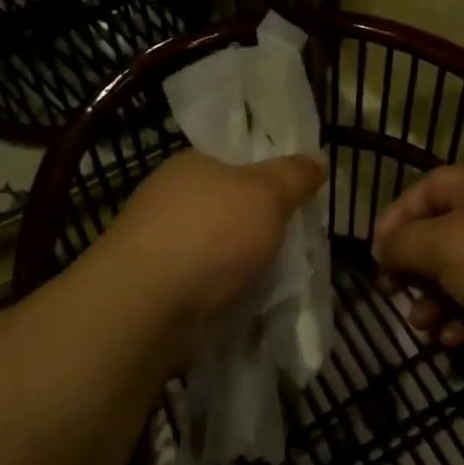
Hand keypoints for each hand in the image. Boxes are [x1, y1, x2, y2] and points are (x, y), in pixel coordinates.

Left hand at [93, 151, 325, 367]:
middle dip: (262, 224)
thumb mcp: (268, 193)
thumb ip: (295, 175)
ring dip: (247, 262)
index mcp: (191, 164)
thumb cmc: (210, 233)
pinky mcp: (159, 288)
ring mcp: (162, 245)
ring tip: (284, 277)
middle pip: (230, 206)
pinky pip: (208, 283)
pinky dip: (229, 291)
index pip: (236, 160)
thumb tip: (317, 161)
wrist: (147, 304)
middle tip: (300, 239)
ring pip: (220, 248)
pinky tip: (253, 302)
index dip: (270, 175)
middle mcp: (171, 199)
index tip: (300, 195)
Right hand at [372, 165, 463, 366]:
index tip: (375, 256)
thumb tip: (383, 248)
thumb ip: (403, 244)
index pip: (423, 191)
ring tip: (424, 329)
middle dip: (414, 270)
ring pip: (462, 273)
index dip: (394, 220)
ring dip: (436, 302)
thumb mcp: (442, 247)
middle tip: (393, 296)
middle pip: (441, 235)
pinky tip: (457, 342)